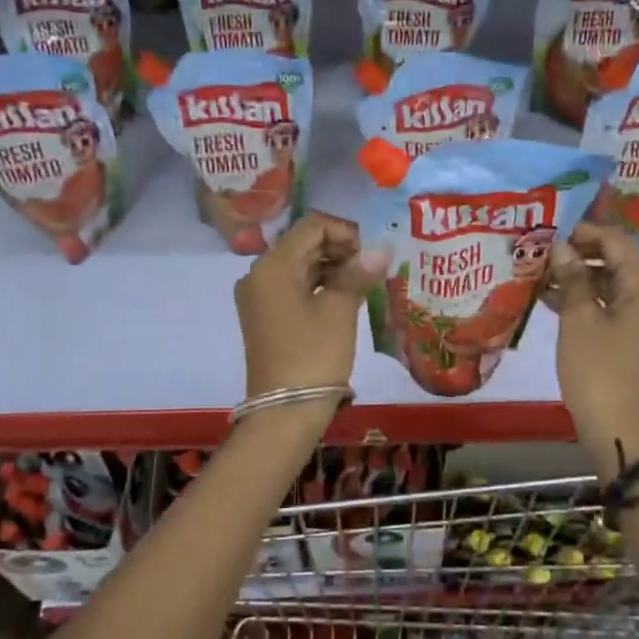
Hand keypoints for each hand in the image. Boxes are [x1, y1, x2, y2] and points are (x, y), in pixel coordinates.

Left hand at [236, 212, 387, 399]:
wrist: (284, 412)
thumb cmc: (313, 355)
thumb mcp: (339, 310)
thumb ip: (357, 274)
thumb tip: (381, 249)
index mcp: (272, 265)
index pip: (311, 227)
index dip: (345, 232)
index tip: (371, 252)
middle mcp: (258, 274)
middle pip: (302, 244)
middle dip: (339, 250)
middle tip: (371, 267)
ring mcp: (258, 296)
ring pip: (298, 266)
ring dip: (330, 268)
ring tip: (363, 283)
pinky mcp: (263, 316)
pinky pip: (292, 288)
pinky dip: (318, 286)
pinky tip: (344, 298)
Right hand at [541, 222, 638, 462]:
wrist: (620, 428)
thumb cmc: (598, 370)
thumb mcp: (579, 319)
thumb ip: (571, 278)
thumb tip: (562, 248)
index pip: (616, 242)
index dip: (584, 233)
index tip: (551, 234)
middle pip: (616, 261)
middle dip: (579, 256)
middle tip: (542, 256)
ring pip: (611, 285)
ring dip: (579, 279)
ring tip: (542, 278)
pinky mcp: (636, 338)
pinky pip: (611, 306)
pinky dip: (586, 300)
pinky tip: (554, 302)